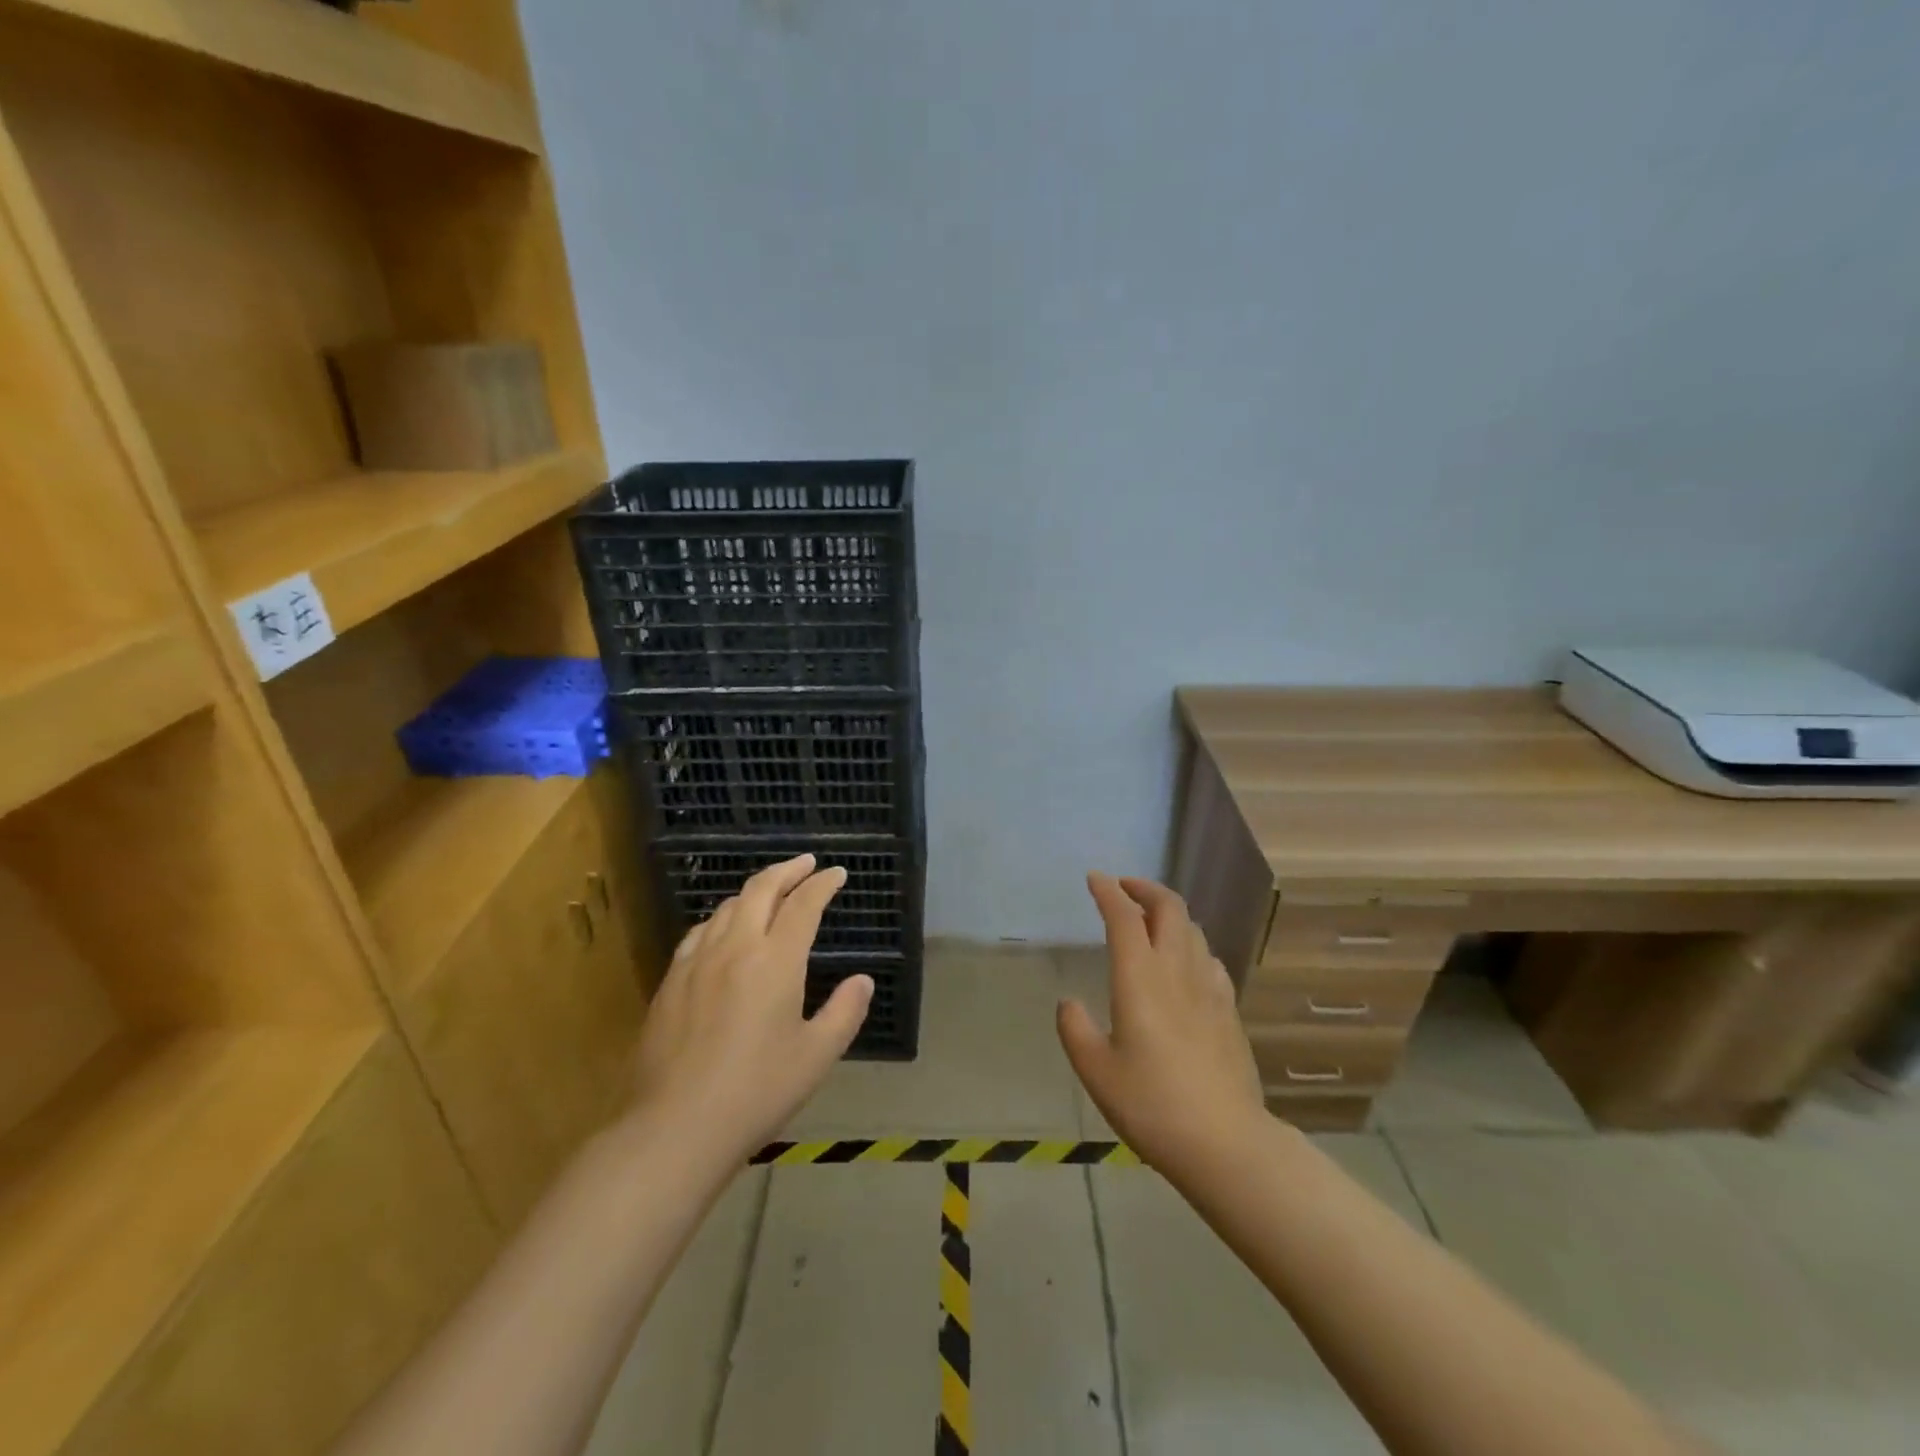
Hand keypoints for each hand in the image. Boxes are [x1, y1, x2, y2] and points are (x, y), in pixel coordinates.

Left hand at [627, 854, 871, 1156]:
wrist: (675, 1127)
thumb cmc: (756, 1092)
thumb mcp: (816, 1056)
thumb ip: (845, 1012)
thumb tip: (862, 980)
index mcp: (775, 960)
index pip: (803, 904)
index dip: (823, 884)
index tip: (837, 874)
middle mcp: (735, 947)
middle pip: (761, 889)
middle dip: (787, 870)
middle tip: (806, 864)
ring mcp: (697, 961)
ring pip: (728, 906)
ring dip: (755, 890)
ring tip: (771, 893)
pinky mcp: (671, 981)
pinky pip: (701, 931)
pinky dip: (723, 917)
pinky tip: (724, 930)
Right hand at [1057, 873, 1266, 1171]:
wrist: (1225, 1142)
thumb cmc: (1151, 1104)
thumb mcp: (1096, 1072)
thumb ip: (1076, 1030)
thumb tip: (1069, 1003)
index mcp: (1140, 978)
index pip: (1124, 917)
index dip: (1108, 892)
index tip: (1094, 879)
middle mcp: (1176, 970)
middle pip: (1169, 907)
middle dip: (1145, 888)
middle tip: (1124, 889)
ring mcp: (1209, 988)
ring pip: (1192, 929)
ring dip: (1169, 913)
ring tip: (1150, 921)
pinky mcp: (1229, 1009)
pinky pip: (1209, 958)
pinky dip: (1191, 944)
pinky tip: (1185, 963)